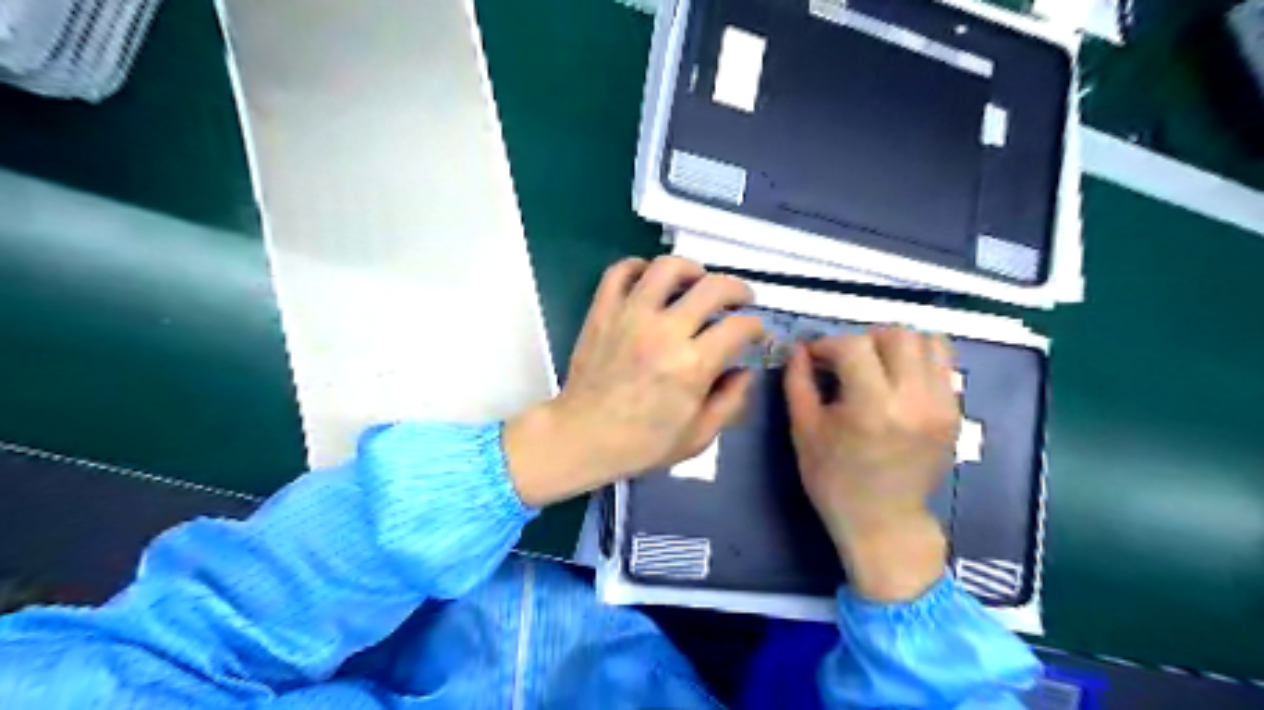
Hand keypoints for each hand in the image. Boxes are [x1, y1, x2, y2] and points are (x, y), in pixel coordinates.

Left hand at [501, 257, 757, 507]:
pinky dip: (639, 267)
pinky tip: (650, 281)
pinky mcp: (603, 311)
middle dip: (737, 290)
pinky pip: (620, 271)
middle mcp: (665, 331)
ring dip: (691, 269)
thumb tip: (746, 370)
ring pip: (667, 267)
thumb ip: (731, 401)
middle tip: (739, 301)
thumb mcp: (699, 436)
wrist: (583, 437)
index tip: (756, 333)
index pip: (739, 327)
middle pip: (713, 287)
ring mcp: (630, 316)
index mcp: (693, 365)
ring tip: (696, 282)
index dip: (756, 327)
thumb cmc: (642, 443)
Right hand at [781, 325, 959, 597]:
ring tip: (876, 364)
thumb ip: (798, 382)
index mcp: (871, 407)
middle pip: (896, 334)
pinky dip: (917, 359)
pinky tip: (896, 380)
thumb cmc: (834, 480)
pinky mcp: (955, 411)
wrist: (883, 521)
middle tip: (845, 360)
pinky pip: (942, 363)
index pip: (853, 346)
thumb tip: (800, 348)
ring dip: (895, 344)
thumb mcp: (804, 430)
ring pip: (927, 341)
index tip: (814, 357)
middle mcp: (914, 399)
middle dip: (863, 339)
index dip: (827, 344)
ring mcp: (942, 404)